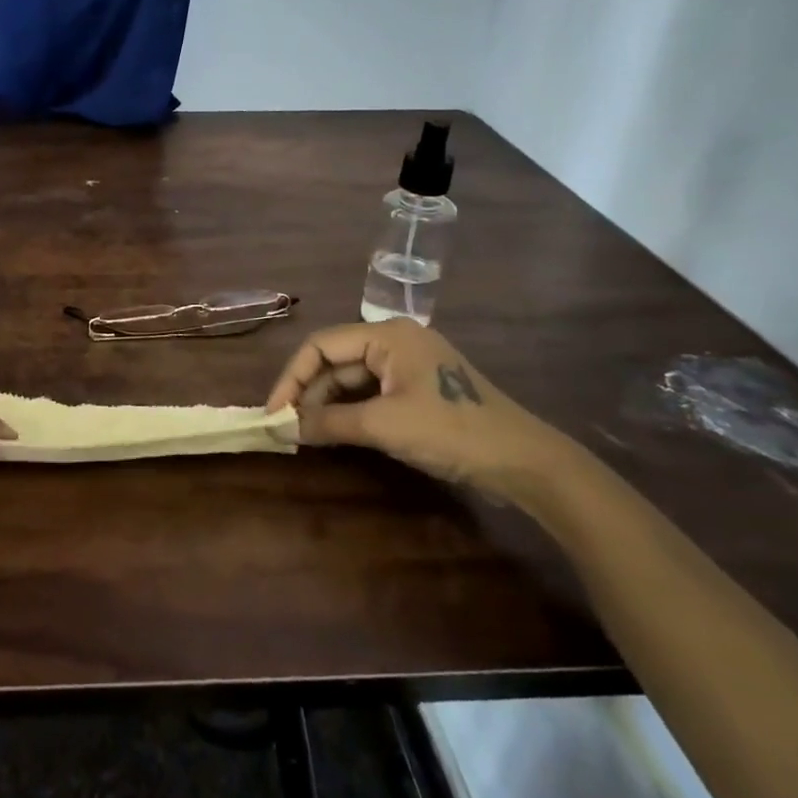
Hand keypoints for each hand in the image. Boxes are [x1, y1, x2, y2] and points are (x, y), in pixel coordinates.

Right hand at [266, 319, 579, 507]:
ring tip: (304, 432)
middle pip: (334, 360)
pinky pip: (370, 392)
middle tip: (286, 427)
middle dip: (307, 392)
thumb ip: (329, 422)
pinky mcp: (418, 389)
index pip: (321, 345)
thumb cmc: (451, 432)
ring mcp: (408, 365)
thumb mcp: (384, 425)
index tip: (273, 413)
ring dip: (326, 403)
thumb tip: (283, 427)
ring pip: (351, 378)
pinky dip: (348, 410)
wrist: (523, 462)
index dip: (291, 378)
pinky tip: (333, 431)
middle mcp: (395, 341)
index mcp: (387, 335)